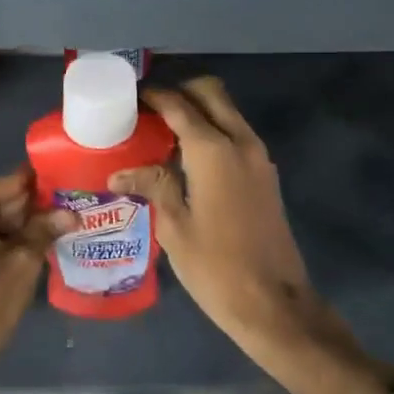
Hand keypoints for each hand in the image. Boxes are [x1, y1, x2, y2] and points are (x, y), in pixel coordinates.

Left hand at [0, 165, 74, 366]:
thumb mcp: (23, 262)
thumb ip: (46, 229)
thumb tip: (72, 213)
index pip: (12, 183)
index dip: (45, 185)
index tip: (74, 183)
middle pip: (3, 201)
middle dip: (37, 207)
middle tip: (77, 207)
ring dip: (27, 225)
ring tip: (68, 222)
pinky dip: (10, 238)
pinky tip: (43, 240)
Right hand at [109, 77, 329, 354]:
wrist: (273, 301)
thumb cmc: (215, 267)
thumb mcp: (175, 227)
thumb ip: (154, 186)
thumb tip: (120, 173)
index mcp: (214, 151)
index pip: (180, 105)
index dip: (154, 96)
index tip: (131, 96)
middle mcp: (241, 142)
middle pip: (212, 94)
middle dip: (181, 92)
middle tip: (150, 110)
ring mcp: (259, 158)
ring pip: (228, 113)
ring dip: (200, 111)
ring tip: (163, 132)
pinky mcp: (266, 175)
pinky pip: (237, 135)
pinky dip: (214, 132)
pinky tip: (188, 158)